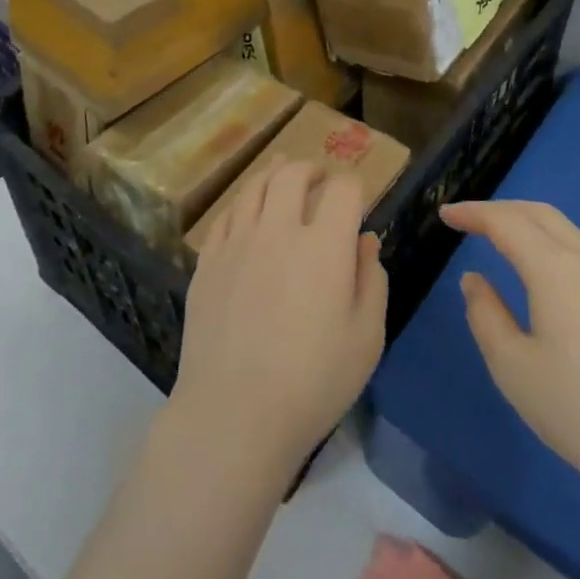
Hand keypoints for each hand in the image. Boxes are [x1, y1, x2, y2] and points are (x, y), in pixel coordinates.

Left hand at [171, 161, 387, 481]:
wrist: (235, 410)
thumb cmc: (314, 381)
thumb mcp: (366, 337)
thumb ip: (371, 280)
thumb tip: (365, 240)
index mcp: (324, 245)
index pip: (342, 190)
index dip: (352, 186)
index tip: (356, 198)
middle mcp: (278, 229)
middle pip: (292, 175)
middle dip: (310, 168)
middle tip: (318, 176)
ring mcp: (237, 241)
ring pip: (254, 187)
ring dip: (273, 173)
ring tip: (281, 171)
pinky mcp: (208, 260)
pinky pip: (226, 215)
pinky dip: (243, 203)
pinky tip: (247, 209)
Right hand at [442, 200, 579, 526]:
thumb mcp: (513, 369)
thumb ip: (485, 315)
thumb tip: (475, 280)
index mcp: (557, 271)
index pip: (506, 222)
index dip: (473, 213)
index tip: (445, 214)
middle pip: (541, 214)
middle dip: (501, 210)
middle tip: (468, 220)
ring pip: (568, 232)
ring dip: (529, 226)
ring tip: (502, 242)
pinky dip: (555, 246)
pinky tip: (546, 275)